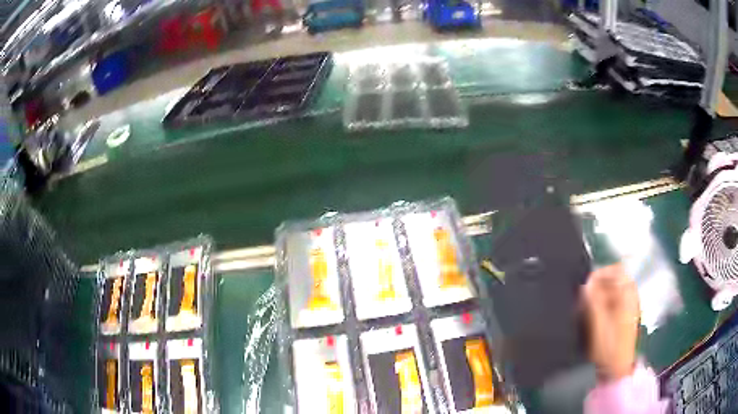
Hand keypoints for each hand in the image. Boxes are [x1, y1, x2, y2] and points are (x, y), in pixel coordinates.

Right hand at [582, 264, 639, 380]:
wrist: (617, 369)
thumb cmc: (608, 346)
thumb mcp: (598, 323)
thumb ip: (593, 300)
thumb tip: (587, 282)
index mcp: (628, 294)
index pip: (617, 270)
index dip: (601, 273)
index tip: (587, 284)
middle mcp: (631, 296)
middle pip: (616, 279)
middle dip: (600, 284)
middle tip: (585, 297)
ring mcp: (630, 307)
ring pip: (615, 290)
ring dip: (601, 294)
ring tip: (588, 306)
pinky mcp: (626, 317)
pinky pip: (615, 301)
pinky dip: (605, 303)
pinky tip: (596, 315)